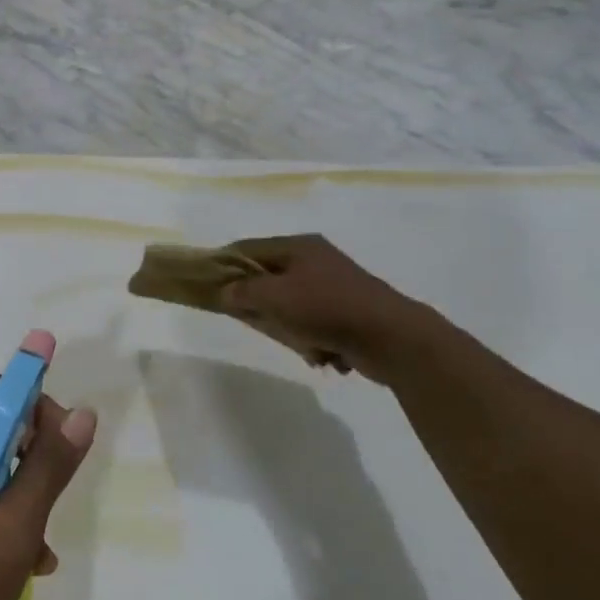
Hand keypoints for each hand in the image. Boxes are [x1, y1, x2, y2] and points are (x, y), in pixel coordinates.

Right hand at [223, 235, 433, 382]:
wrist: (392, 338)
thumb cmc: (326, 308)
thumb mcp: (274, 296)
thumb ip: (242, 291)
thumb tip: (224, 292)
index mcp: (298, 246)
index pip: (247, 248)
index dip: (224, 265)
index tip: (207, 287)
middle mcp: (315, 260)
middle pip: (267, 278)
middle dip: (258, 303)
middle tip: (251, 320)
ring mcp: (334, 286)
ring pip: (289, 305)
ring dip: (287, 327)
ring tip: (297, 341)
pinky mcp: (348, 313)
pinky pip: (313, 324)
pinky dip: (311, 340)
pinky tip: (320, 353)